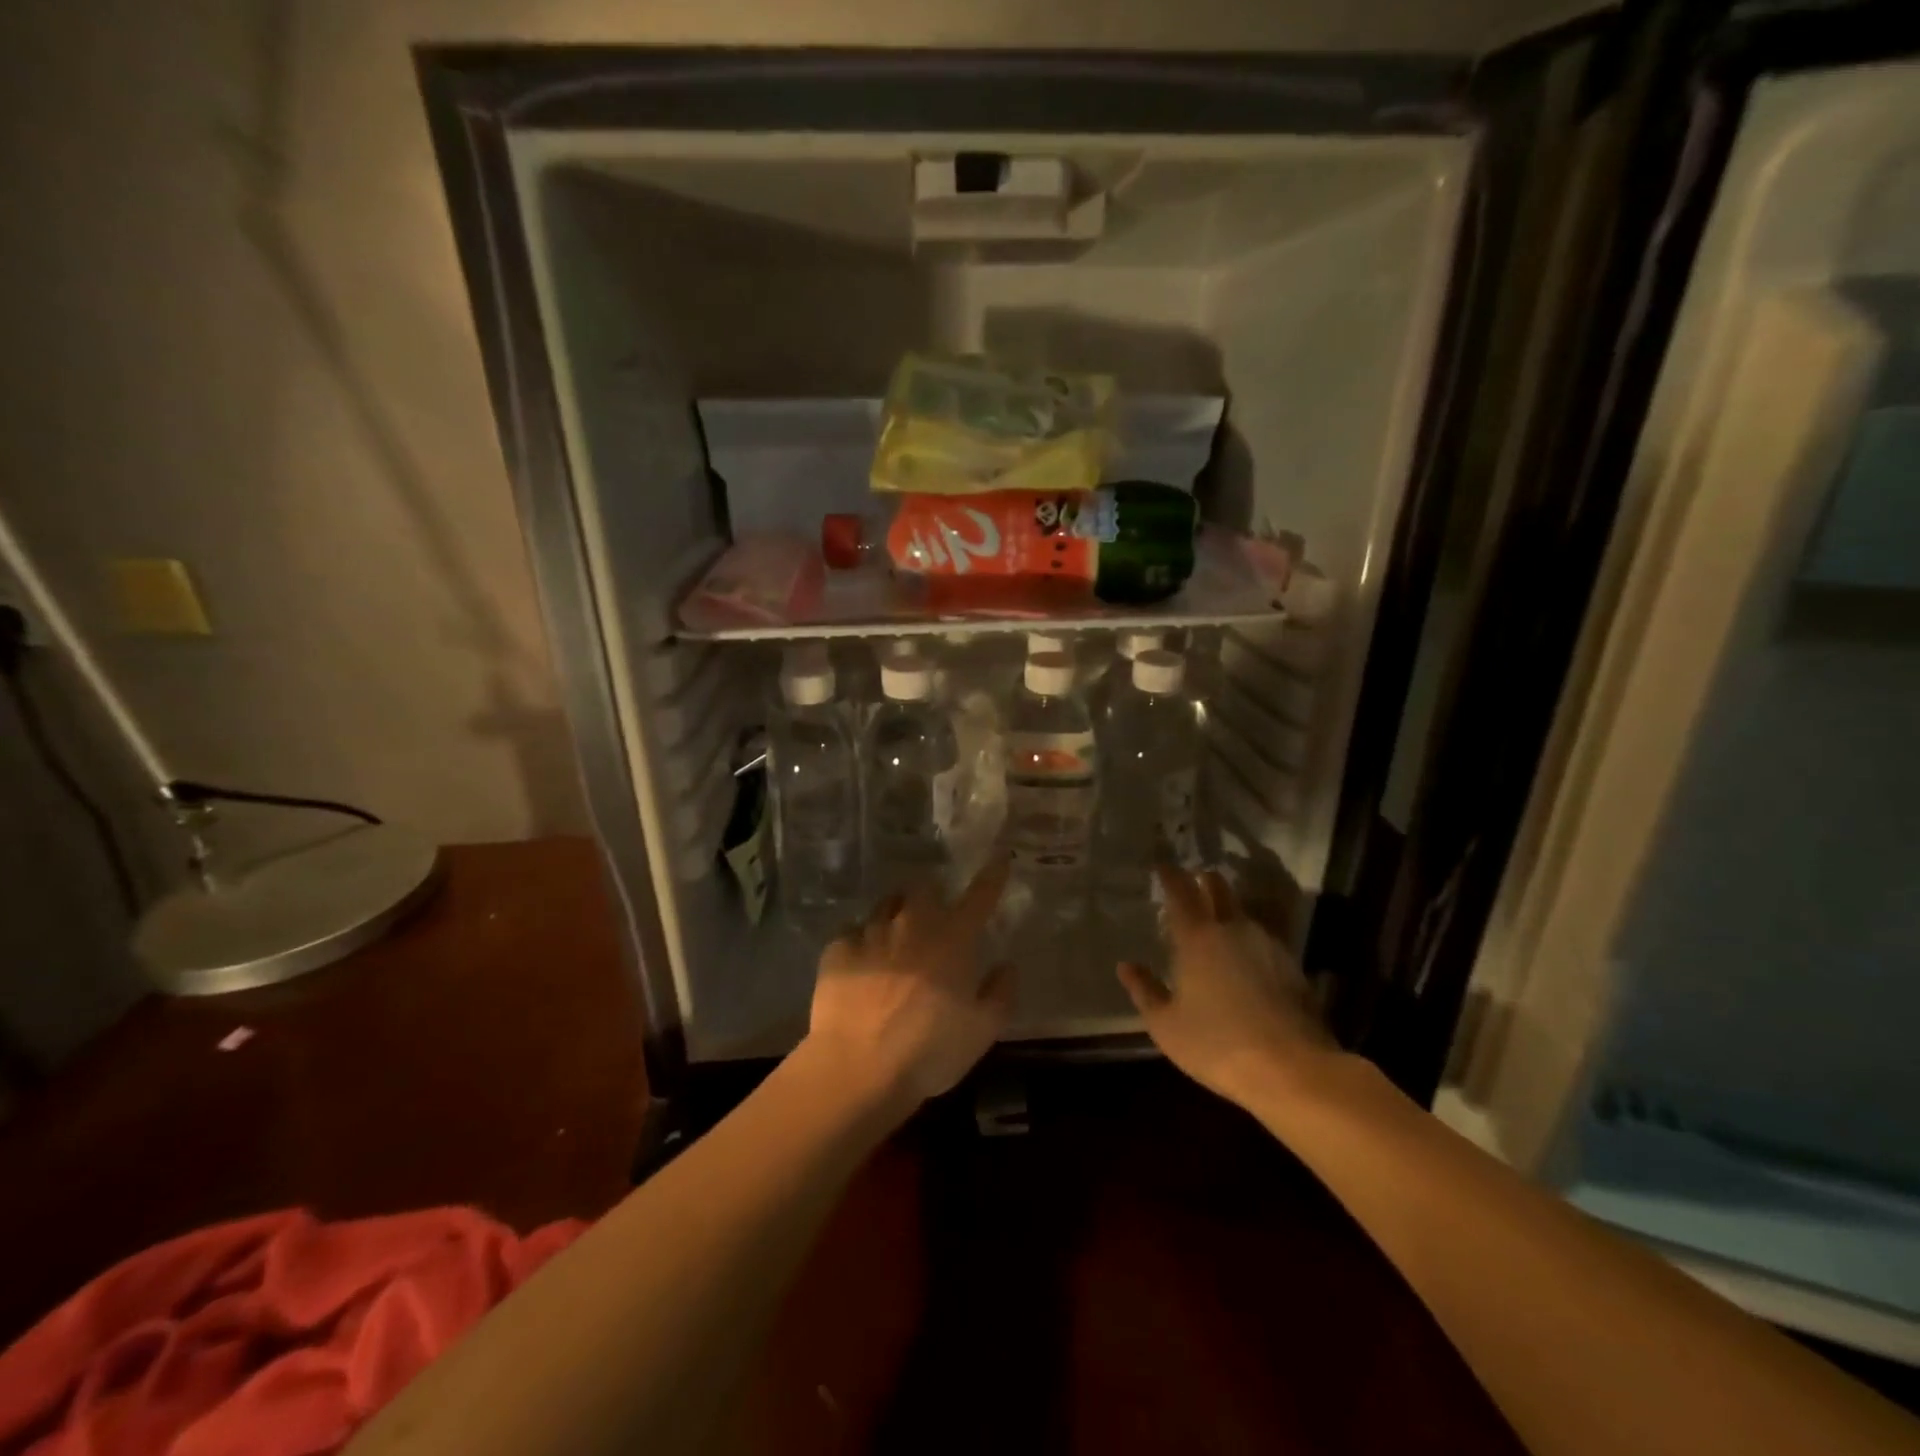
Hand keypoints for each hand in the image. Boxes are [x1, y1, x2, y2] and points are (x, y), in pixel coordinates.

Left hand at [804, 860, 1012, 1108]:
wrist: (858, 1069)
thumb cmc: (930, 1051)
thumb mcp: (982, 1031)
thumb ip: (1000, 993)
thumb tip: (1006, 965)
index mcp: (952, 938)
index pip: (979, 895)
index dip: (992, 874)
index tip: (999, 857)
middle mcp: (912, 924)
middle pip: (923, 888)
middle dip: (931, 894)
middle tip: (934, 914)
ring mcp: (871, 933)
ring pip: (886, 905)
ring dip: (896, 913)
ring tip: (896, 935)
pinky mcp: (837, 949)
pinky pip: (852, 932)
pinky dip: (860, 941)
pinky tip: (860, 961)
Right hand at [1118, 865, 1339, 1106]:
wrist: (1294, 1070)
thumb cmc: (1218, 1044)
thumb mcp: (1167, 1025)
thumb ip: (1145, 991)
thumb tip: (1126, 966)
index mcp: (1198, 938)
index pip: (1181, 892)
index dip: (1170, 876)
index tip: (1163, 865)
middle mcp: (1234, 930)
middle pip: (1220, 889)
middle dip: (1204, 881)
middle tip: (1192, 882)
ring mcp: (1268, 946)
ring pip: (1243, 915)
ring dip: (1228, 912)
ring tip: (1215, 924)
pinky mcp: (1293, 968)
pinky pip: (1263, 941)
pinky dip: (1248, 941)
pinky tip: (1244, 961)